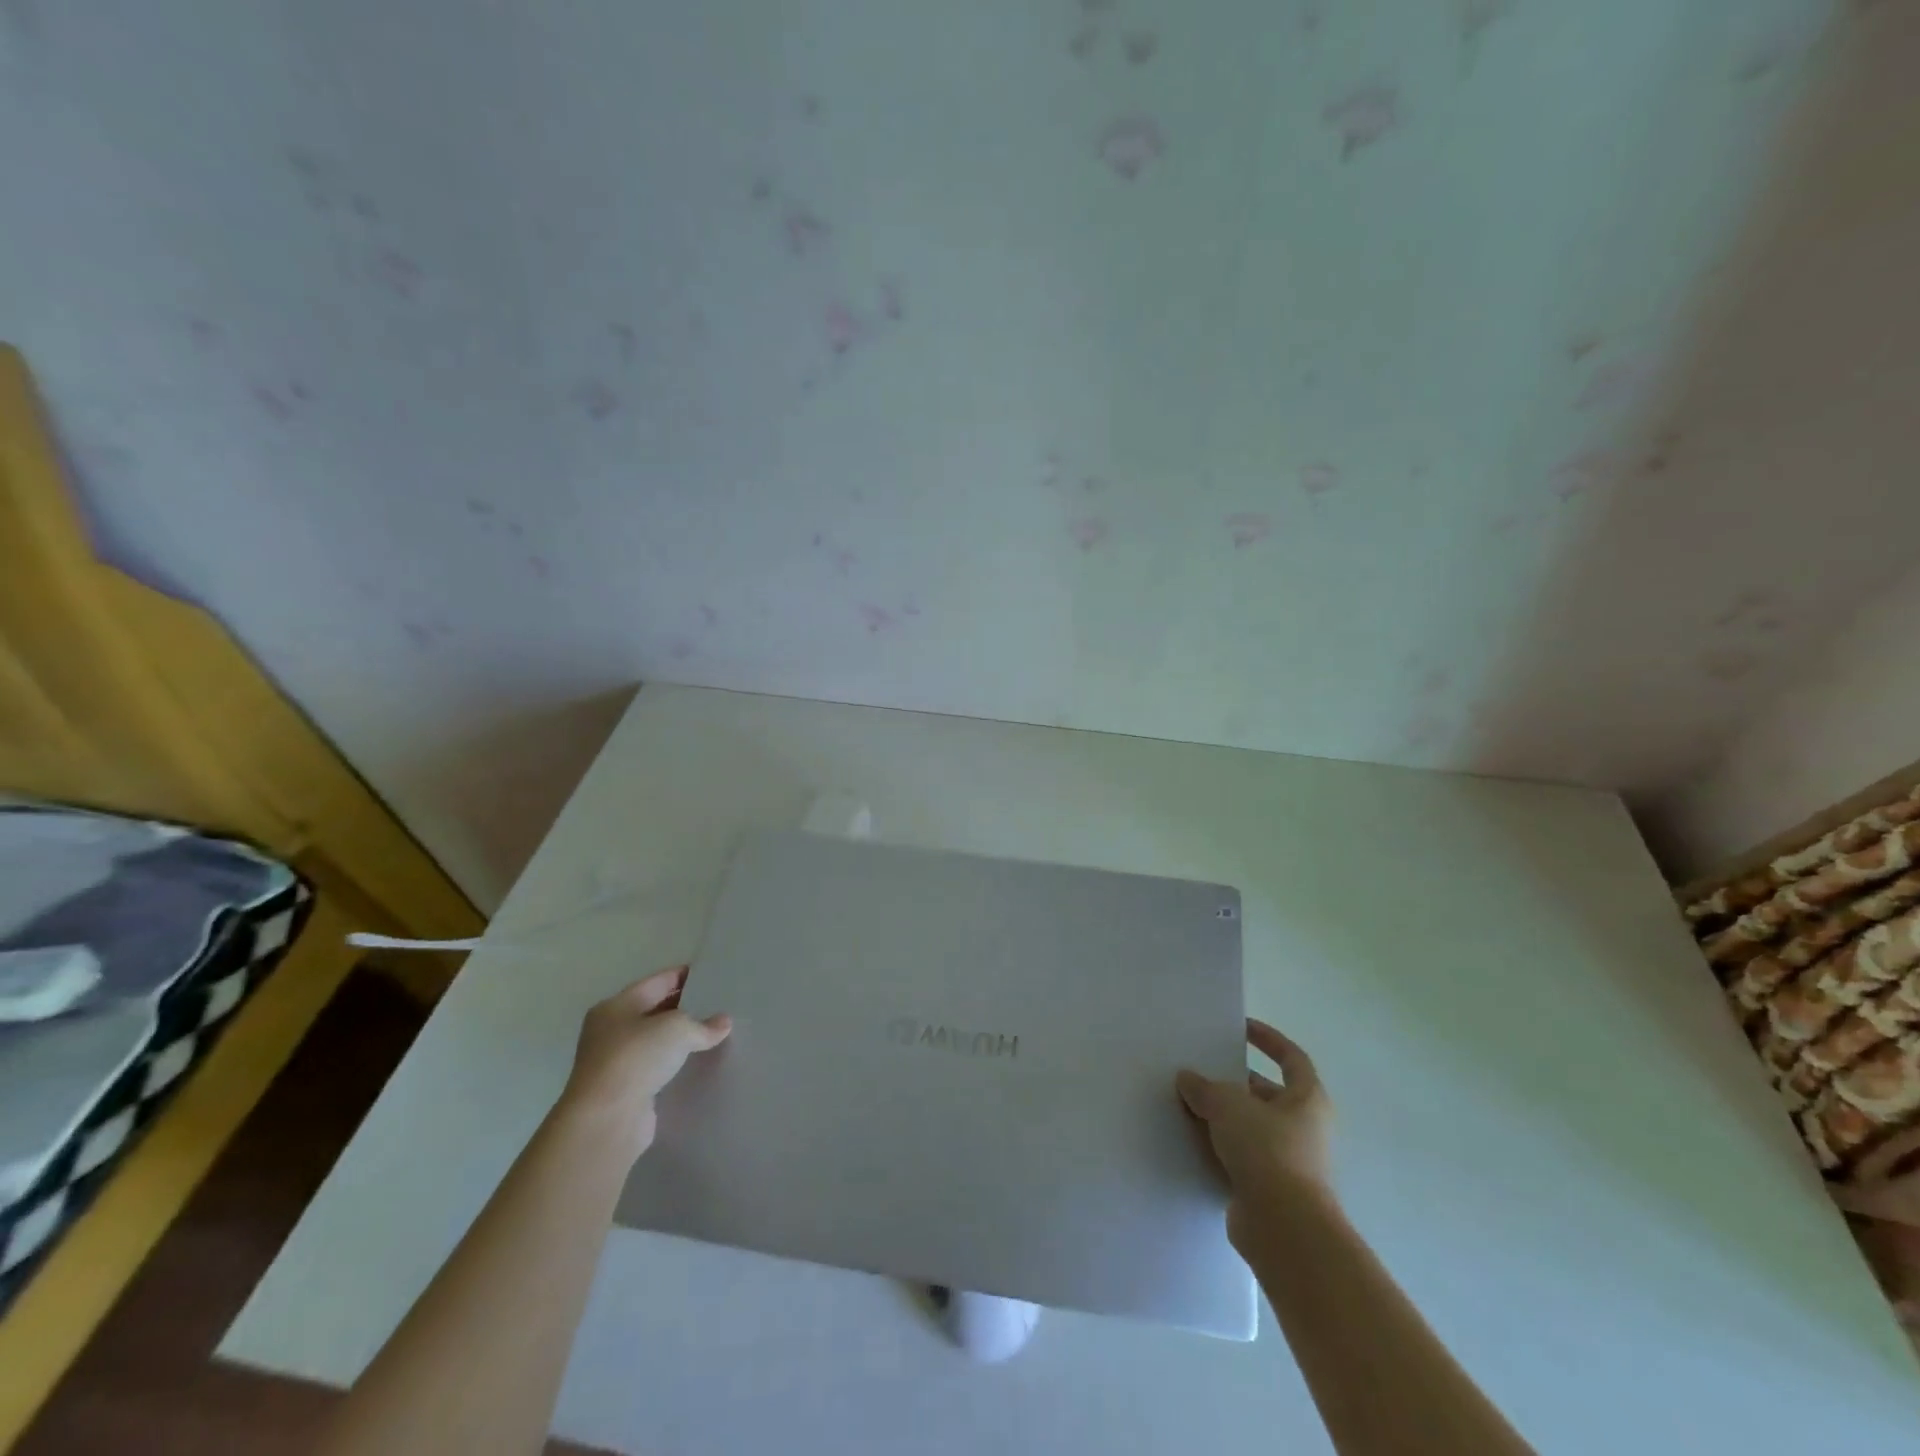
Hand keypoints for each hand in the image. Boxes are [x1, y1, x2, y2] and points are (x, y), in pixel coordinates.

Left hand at [560, 966, 730, 1157]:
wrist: (606, 1120)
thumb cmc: (636, 1058)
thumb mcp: (677, 1029)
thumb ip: (703, 1024)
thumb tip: (723, 1023)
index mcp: (616, 1006)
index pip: (658, 981)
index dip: (686, 976)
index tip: (714, 976)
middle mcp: (610, 1030)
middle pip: (655, 1010)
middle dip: (685, 1007)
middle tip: (719, 1004)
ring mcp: (615, 1062)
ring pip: (656, 1041)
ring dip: (680, 1039)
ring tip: (714, 1033)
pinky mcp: (624, 1090)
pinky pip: (656, 1067)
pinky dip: (674, 1063)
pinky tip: (698, 1063)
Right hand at [1176, 1019, 1333, 1248]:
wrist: (1284, 1227)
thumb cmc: (1267, 1150)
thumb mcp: (1228, 1105)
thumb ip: (1204, 1087)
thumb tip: (1187, 1079)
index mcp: (1307, 1099)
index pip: (1291, 1058)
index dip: (1268, 1040)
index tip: (1241, 1028)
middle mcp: (1304, 1128)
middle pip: (1267, 1094)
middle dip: (1234, 1082)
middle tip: (1200, 1071)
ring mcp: (1289, 1161)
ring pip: (1252, 1127)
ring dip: (1224, 1116)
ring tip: (1188, 1103)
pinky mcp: (1270, 1189)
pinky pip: (1242, 1157)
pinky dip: (1220, 1147)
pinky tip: (1191, 1140)